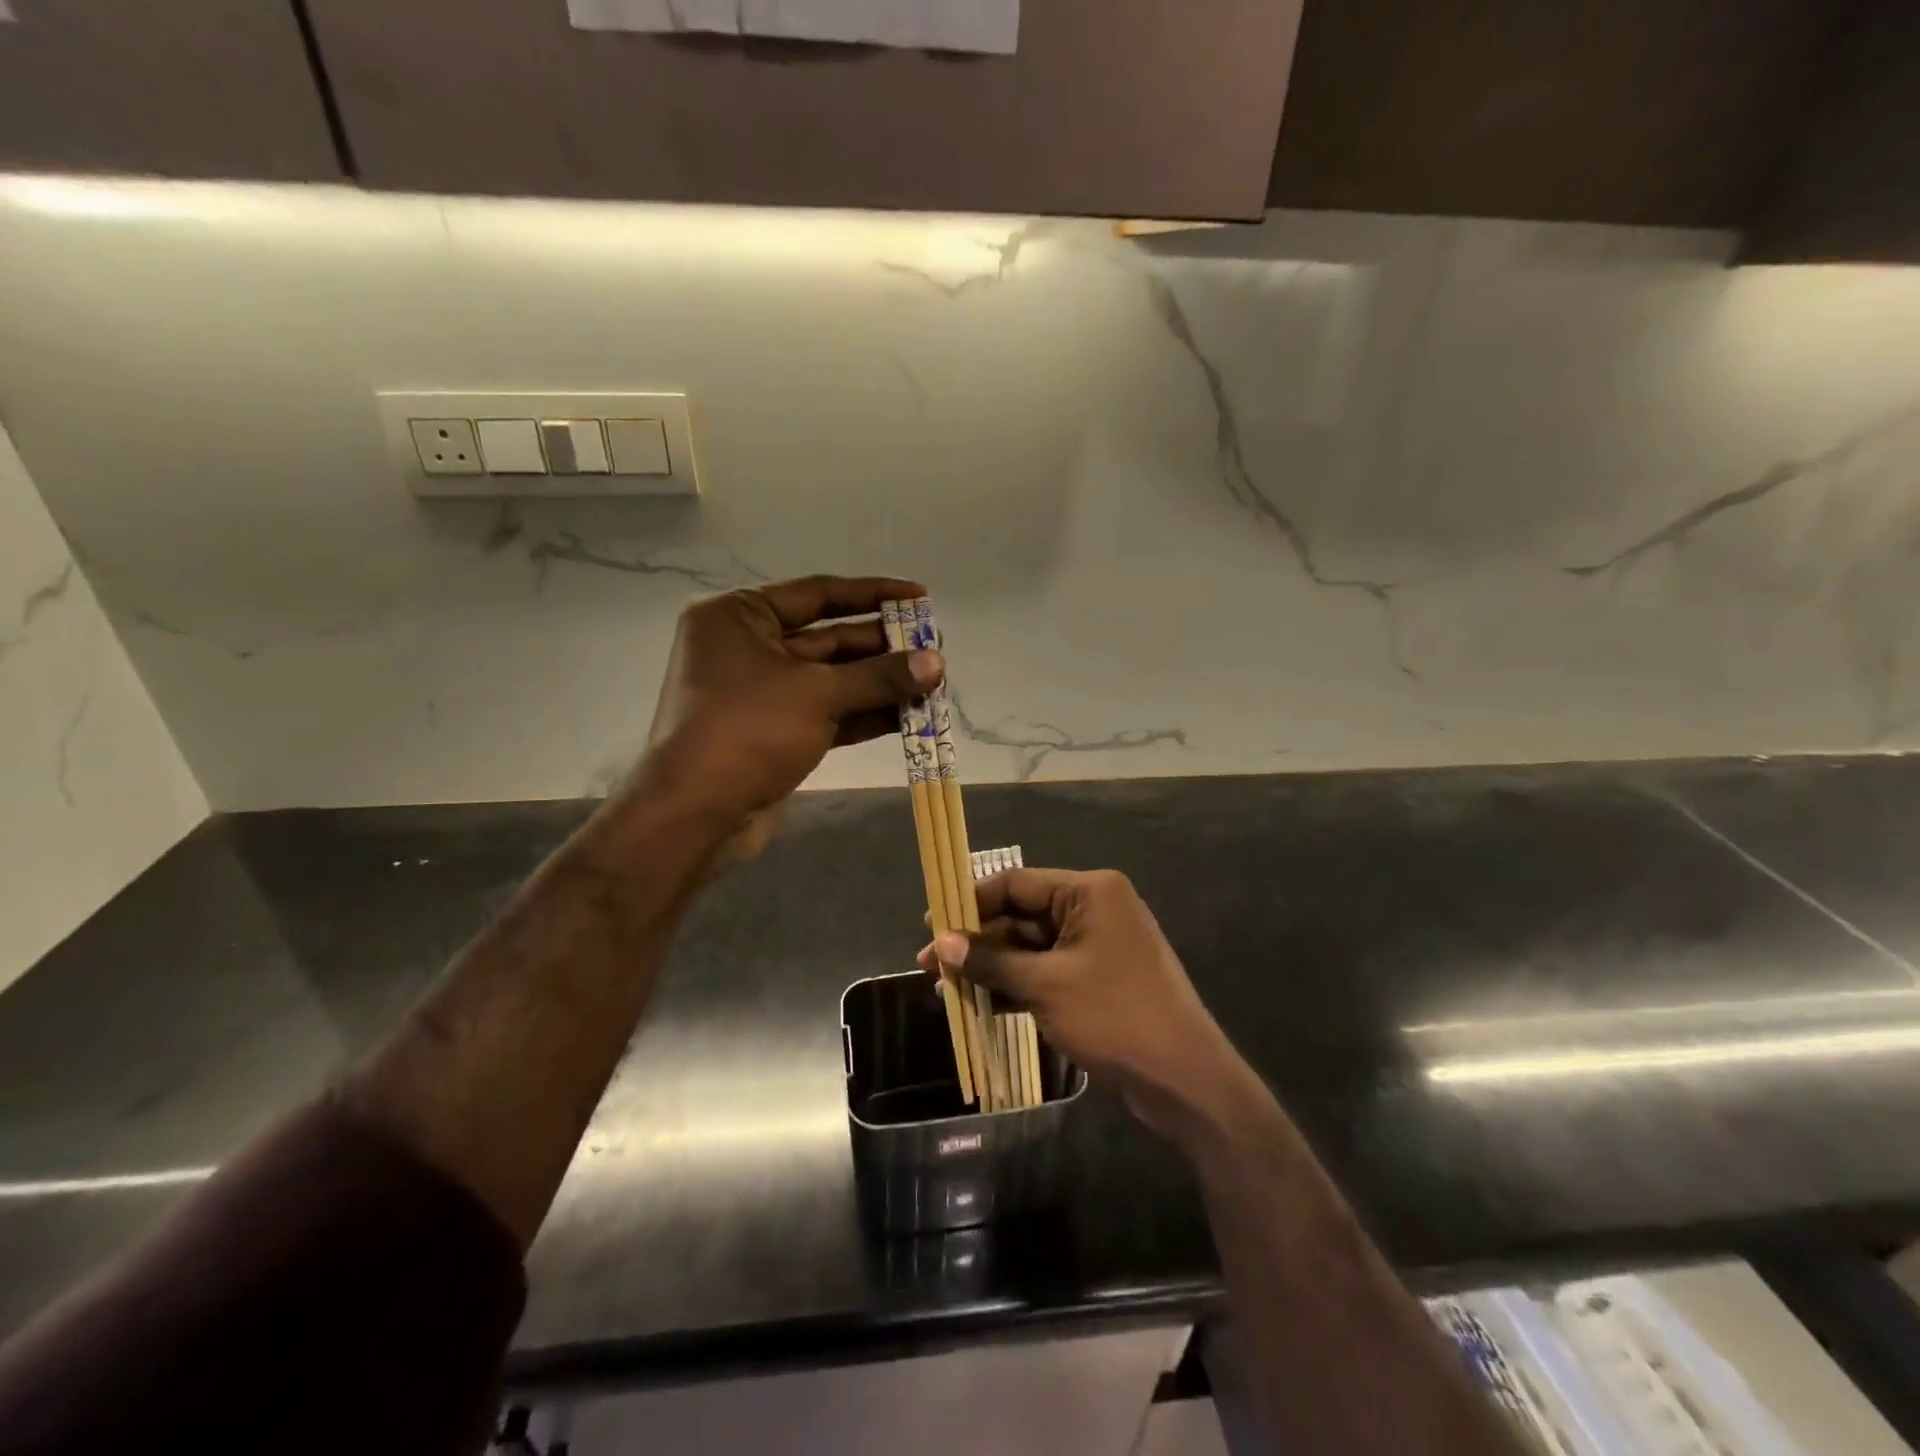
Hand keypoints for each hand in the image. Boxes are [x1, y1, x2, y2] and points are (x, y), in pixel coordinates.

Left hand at [631, 575, 943, 836]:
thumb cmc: (747, 731)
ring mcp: (762, 693)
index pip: (819, 593)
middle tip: (936, 649)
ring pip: (833, 679)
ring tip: (933, 683)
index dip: (873, 594)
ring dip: (881, 683)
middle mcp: (748, 647)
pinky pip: (828, 712)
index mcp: (740, 616)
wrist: (695, 815)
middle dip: (884, 646)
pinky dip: (865, 713)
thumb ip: (880, 676)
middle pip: (830, 637)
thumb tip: (938, 662)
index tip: (920, 597)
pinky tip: (910, 715)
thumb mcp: (818, 694)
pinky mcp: (776, 732)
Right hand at [918, 868, 1243, 1136]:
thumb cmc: (1114, 1015)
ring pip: (1031, 947)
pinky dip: (1016, 985)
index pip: (1016, 884)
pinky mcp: (1098, 979)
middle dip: (977, 941)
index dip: (970, 902)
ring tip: (945, 987)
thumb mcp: (1045, 985)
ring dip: (992, 966)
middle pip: (1022, 916)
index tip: (931, 921)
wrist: (1184, 1079)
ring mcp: (1097, 946)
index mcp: (1089, 891)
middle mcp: (1094, 908)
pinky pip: (1047, 971)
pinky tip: (980, 1004)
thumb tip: (942, 943)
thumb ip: (992, 960)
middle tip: (931, 964)